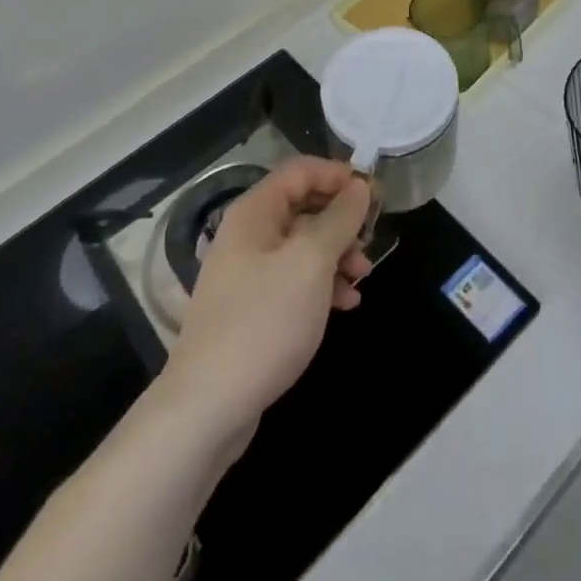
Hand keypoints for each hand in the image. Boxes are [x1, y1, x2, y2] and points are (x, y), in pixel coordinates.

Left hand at [157, 157, 372, 446]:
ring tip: (362, 278)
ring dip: (337, 254)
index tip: (373, 194)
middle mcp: (248, 235)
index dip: (338, 175)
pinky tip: (346, 304)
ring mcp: (248, 273)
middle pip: (304, 206)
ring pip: (303, 245)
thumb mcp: (311, 262)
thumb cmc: (263, 322)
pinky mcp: (253, 309)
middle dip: (341, 220)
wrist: (206, 409)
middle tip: (371, 240)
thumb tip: (360, 187)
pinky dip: (322, 284)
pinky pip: (295, 279)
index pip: (301, 170)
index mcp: (255, 212)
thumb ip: (340, 218)